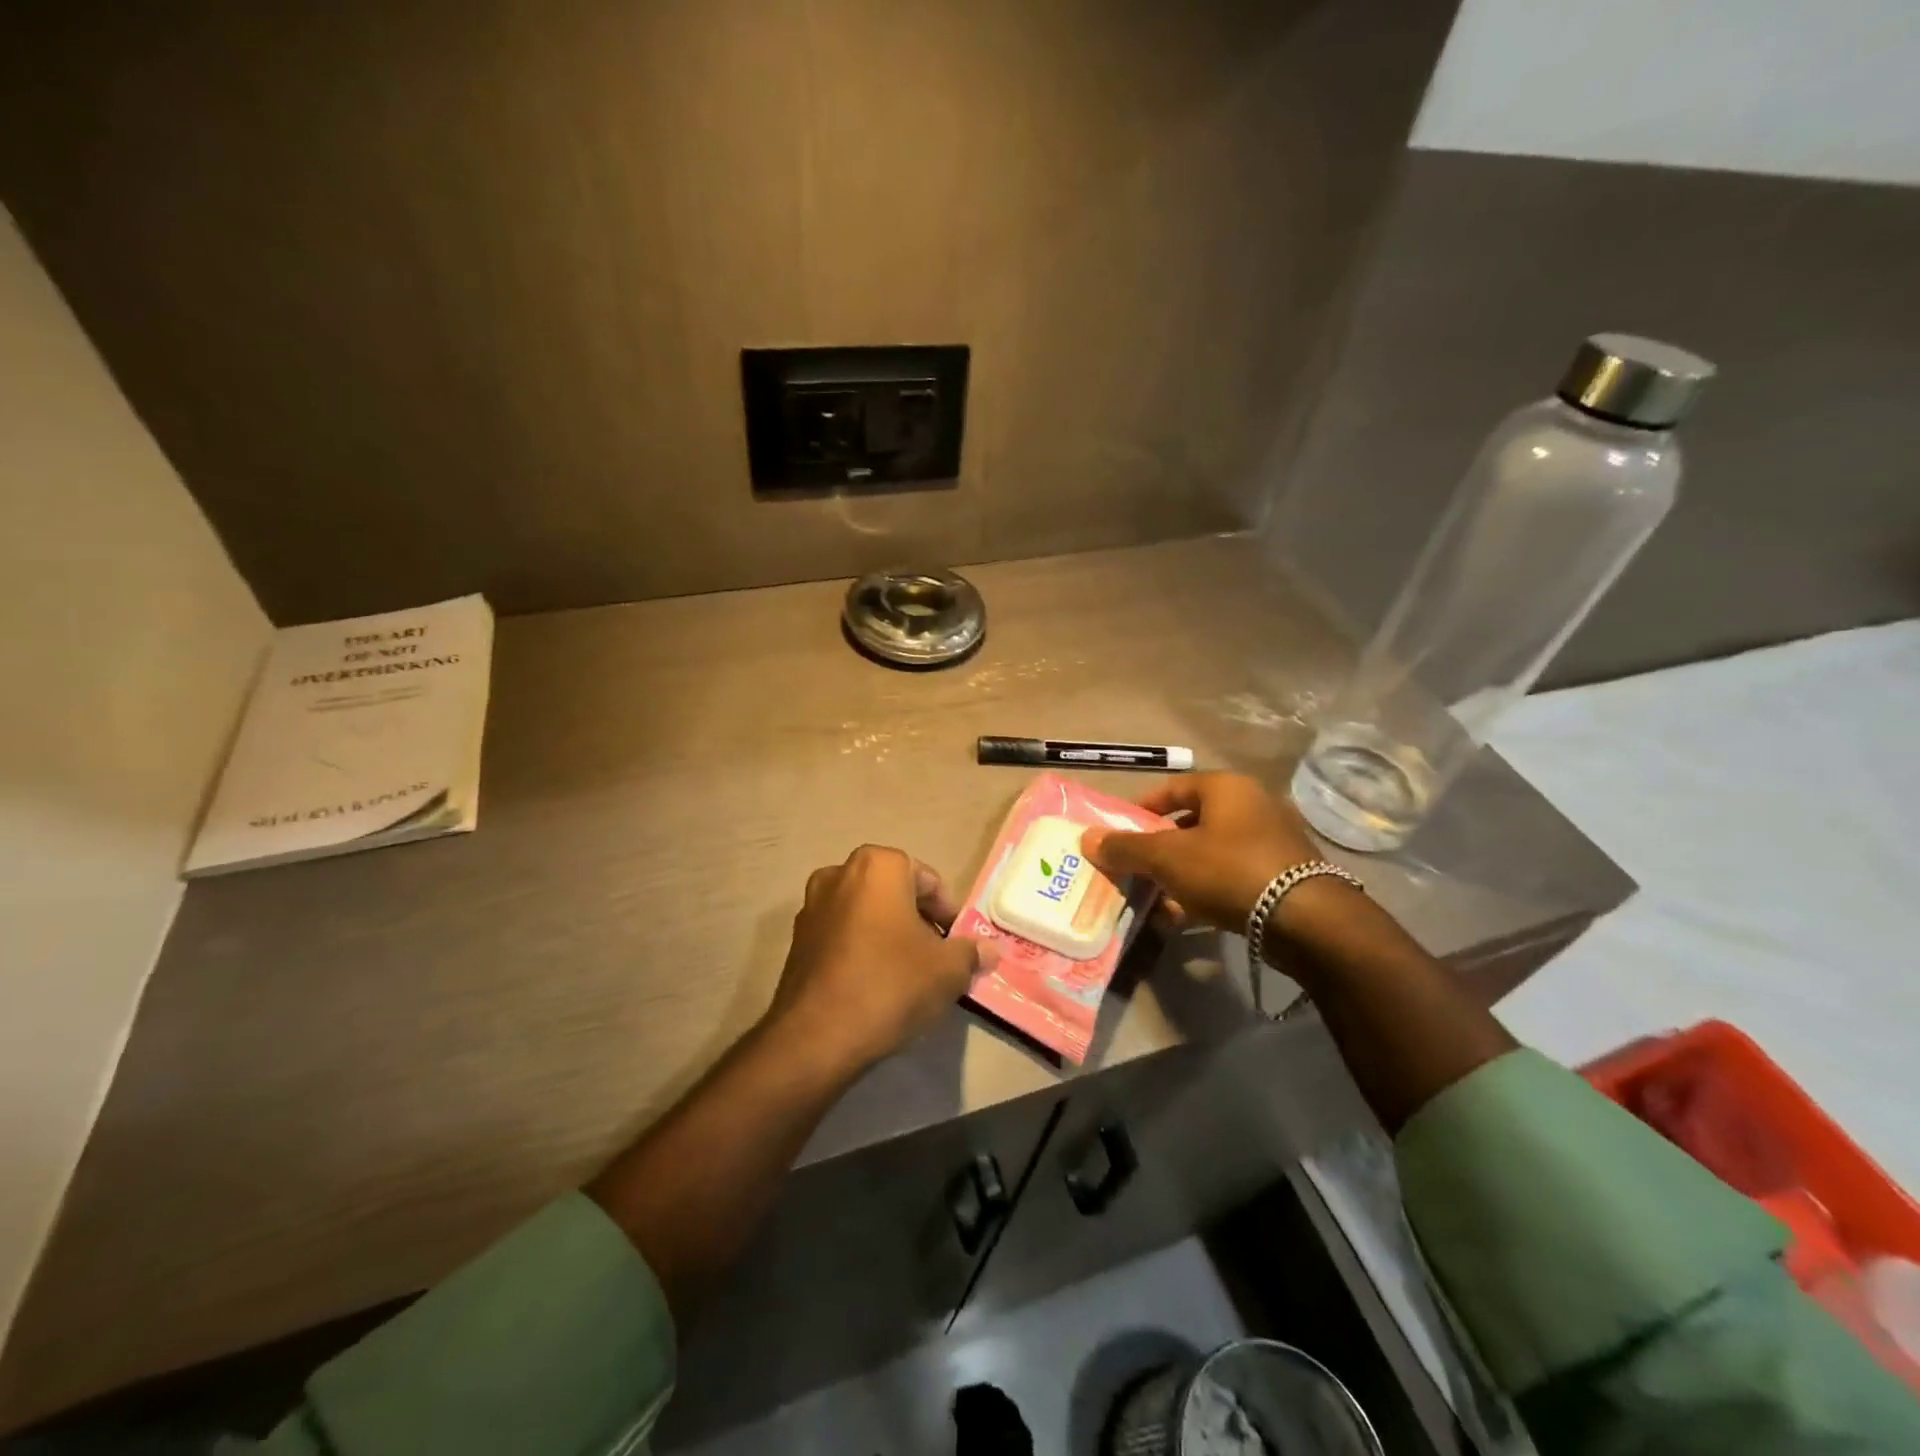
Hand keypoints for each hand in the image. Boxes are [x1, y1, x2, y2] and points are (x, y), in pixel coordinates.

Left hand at [769, 845, 999, 1071]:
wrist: (817, 1036)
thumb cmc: (890, 984)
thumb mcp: (947, 970)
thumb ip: (971, 953)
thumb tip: (990, 950)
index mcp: (878, 866)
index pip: (927, 879)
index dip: (948, 912)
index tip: (958, 944)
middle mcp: (839, 874)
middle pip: (894, 893)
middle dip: (918, 921)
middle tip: (937, 957)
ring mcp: (812, 906)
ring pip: (866, 913)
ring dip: (888, 934)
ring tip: (908, 973)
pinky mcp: (796, 940)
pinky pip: (842, 934)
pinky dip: (861, 949)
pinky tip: (875, 984)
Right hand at [1080, 772, 1322, 932]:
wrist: (1304, 919)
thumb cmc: (1228, 870)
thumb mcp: (1167, 857)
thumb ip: (1126, 847)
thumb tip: (1086, 838)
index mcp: (1226, 788)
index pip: (1172, 788)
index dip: (1141, 808)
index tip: (1119, 832)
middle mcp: (1252, 805)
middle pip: (1191, 822)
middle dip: (1159, 846)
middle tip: (1134, 866)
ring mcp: (1272, 841)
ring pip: (1210, 852)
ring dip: (1180, 872)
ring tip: (1154, 896)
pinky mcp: (1282, 875)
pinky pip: (1231, 876)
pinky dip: (1205, 890)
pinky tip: (1184, 915)